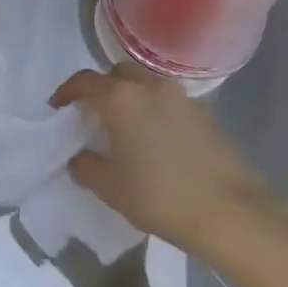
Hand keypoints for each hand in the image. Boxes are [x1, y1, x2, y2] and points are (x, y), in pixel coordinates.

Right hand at [51, 63, 266, 251]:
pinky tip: (155, 139)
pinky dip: (155, 110)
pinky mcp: (205, 114)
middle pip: (118, 74)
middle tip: (93, 112)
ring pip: (147, 84)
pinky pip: (169, 102)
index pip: (85, 81)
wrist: (230, 212)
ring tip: (125, 125)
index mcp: (121, 98)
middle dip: (103, 88)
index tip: (58, 107)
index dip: (67, 92)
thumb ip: (86, 167)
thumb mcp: (110, 187)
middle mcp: (150, 87)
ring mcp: (181, 97)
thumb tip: (80, 158)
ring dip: (132, 97)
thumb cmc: (159, 195)